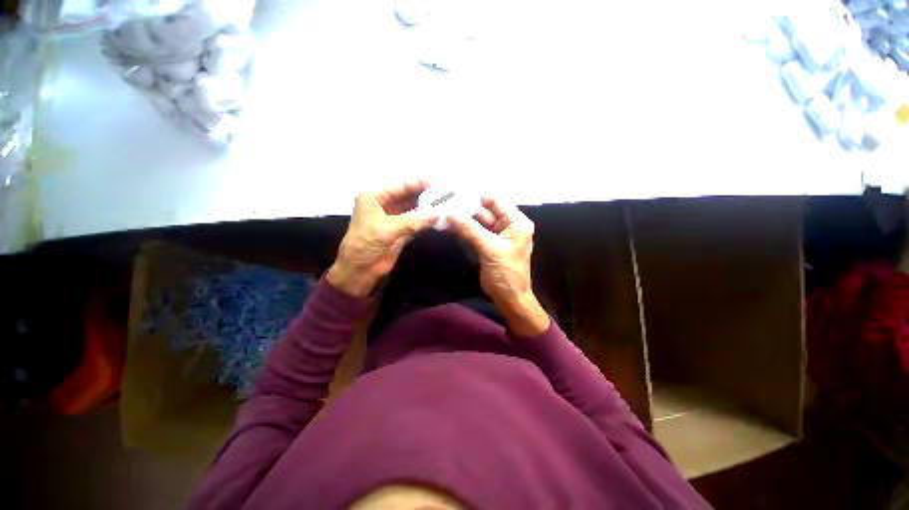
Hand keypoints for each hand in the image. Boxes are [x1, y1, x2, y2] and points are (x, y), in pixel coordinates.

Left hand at [327, 181, 437, 296]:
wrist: (360, 271)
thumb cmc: (367, 243)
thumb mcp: (389, 228)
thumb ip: (415, 220)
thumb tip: (439, 214)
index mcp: (374, 198)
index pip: (399, 186)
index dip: (417, 184)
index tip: (437, 183)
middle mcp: (384, 206)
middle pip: (408, 197)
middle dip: (425, 196)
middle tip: (445, 194)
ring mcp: (393, 220)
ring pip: (413, 210)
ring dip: (427, 209)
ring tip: (445, 205)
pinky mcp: (400, 232)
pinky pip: (416, 223)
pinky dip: (426, 221)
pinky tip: (438, 218)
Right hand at [448, 198, 550, 336]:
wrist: (509, 299)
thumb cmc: (506, 274)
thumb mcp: (489, 249)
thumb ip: (470, 229)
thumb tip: (450, 213)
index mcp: (516, 223)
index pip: (497, 201)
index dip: (478, 196)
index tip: (457, 193)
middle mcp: (508, 225)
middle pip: (486, 210)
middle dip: (467, 208)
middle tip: (445, 203)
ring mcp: (497, 235)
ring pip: (479, 221)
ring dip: (463, 219)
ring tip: (444, 212)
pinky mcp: (488, 244)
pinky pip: (475, 232)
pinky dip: (464, 229)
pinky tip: (450, 225)